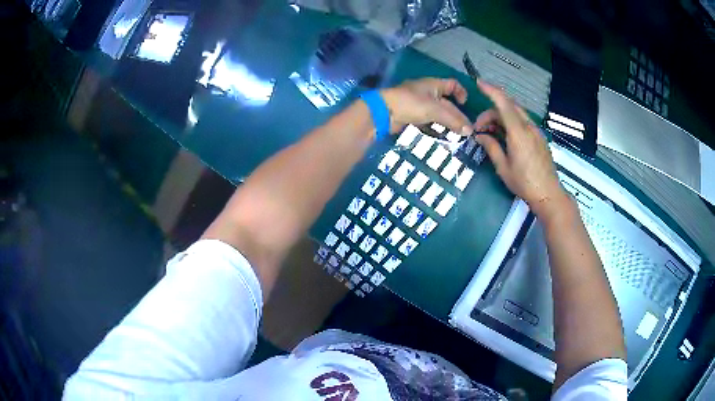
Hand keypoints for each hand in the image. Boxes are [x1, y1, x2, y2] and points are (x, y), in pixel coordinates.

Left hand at [380, 78, 473, 135]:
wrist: (384, 112)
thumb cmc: (410, 104)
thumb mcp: (435, 110)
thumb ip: (453, 120)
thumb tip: (470, 131)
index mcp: (433, 84)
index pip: (452, 84)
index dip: (461, 92)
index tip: (465, 105)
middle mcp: (427, 92)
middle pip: (446, 103)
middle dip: (456, 115)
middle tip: (466, 130)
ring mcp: (418, 104)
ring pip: (438, 113)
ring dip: (447, 123)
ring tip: (457, 136)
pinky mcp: (412, 116)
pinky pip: (428, 121)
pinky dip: (436, 127)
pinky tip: (442, 136)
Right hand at [473, 80, 567, 217]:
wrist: (548, 194)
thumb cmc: (524, 183)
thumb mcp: (503, 168)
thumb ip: (491, 147)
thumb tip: (480, 136)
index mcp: (518, 132)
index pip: (503, 103)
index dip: (491, 90)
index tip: (479, 83)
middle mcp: (528, 127)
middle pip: (509, 107)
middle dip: (491, 111)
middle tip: (480, 127)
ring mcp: (536, 132)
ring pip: (516, 115)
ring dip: (501, 118)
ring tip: (490, 134)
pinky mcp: (539, 138)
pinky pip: (522, 123)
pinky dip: (510, 124)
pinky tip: (504, 137)